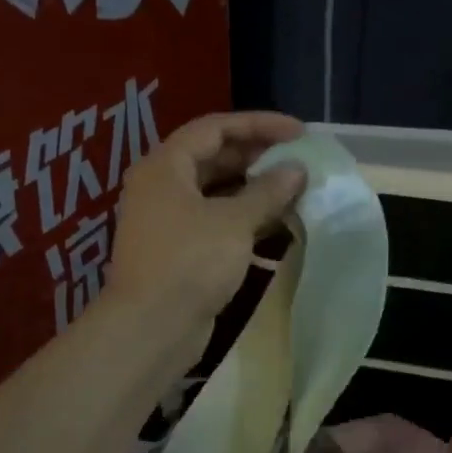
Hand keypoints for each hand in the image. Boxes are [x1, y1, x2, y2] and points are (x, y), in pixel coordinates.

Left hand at [107, 111, 306, 354]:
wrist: (152, 328)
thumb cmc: (190, 262)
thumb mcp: (234, 222)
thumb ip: (268, 191)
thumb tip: (296, 170)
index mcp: (165, 166)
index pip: (215, 128)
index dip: (259, 125)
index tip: (299, 133)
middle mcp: (162, 187)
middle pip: (213, 157)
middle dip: (257, 157)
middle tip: (297, 161)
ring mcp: (168, 220)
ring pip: (216, 192)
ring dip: (253, 190)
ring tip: (293, 192)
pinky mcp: (179, 250)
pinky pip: (215, 221)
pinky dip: (244, 219)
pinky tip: (276, 226)